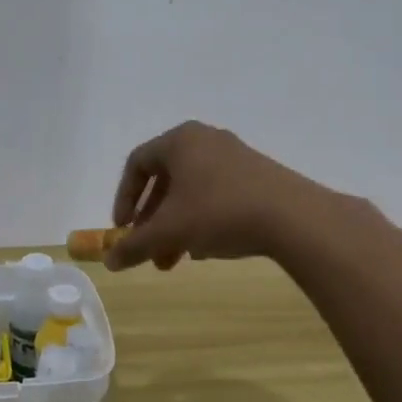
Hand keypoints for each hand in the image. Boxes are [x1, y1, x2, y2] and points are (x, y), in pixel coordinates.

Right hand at [106, 121, 329, 271]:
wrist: (292, 216)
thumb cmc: (218, 212)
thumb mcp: (169, 231)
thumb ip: (134, 246)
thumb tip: (109, 262)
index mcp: (179, 141)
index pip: (137, 163)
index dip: (124, 198)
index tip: (123, 229)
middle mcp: (205, 139)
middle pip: (165, 181)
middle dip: (152, 221)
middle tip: (148, 251)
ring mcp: (234, 155)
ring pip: (191, 191)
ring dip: (175, 226)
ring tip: (174, 260)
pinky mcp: (257, 174)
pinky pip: (216, 194)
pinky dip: (201, 220)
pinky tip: (205, 250)